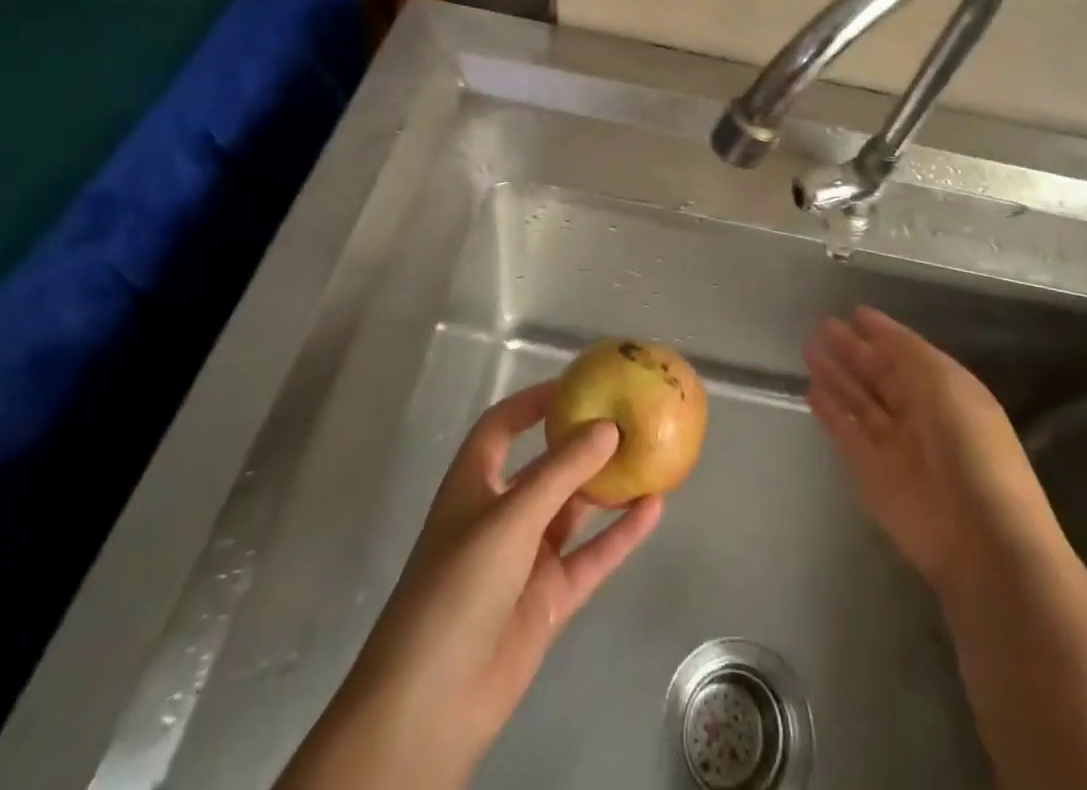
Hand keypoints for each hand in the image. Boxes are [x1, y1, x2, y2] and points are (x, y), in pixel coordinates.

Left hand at [279, 382, 663, 789]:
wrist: (432, 703)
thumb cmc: (457, 588)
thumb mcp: (509, 518)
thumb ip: (561, 471)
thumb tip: (609, 426)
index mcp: (474, 485)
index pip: (502, 427)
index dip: (533, 403)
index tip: (576, 384)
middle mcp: (501, 514)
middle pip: (546, 466)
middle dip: (582, 443)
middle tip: (628, 416)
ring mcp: (526, 558)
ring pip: (574, 510)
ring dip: (606, 486)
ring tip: (649, 454)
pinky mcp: (549, 598)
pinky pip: (592, 556)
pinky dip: (620, 534)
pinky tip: (654, 508)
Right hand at [804, 306, 1058, 591]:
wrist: (980, 535)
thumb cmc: (969, 445)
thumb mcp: (942, 381)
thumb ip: (904, 350)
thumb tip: (872, 323)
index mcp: (946, 390)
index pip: (907, 354)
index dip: (882, 333)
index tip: (855, 312)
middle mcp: (920, 414)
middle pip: (880, 375)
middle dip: (853, 350)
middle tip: (823, 325)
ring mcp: (895, 445)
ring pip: (859, 401)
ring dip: (836, 375)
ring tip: (807, 349)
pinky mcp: (871, 473)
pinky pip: (846, 433)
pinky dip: (829, 412)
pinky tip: (810, 390)